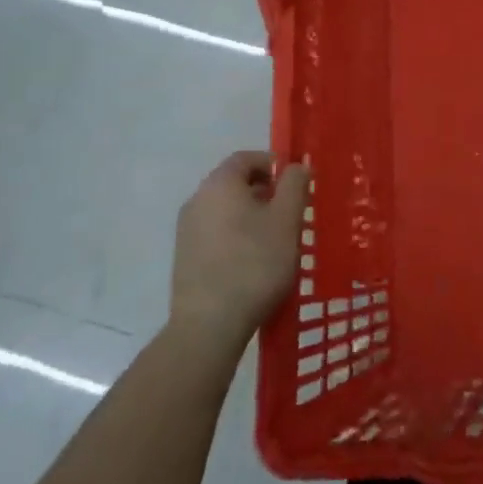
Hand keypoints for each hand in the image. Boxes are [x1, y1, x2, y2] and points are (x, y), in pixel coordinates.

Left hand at [169, 151, 309, 351]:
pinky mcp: (184, 257)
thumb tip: (297, 166)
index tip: (296, 184)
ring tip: (275, 240)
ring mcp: (186, 230)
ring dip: (251, 216)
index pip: (247, 158)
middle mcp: (197, 199)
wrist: (209, 326)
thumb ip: (295, 185)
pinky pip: (215, 233)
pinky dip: (236, 236)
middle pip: (235, 183)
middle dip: (265, 192)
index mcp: (220, 183)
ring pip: (225, 210)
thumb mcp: (287, 220)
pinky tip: (253, 262)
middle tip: (290, 213)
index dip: (274, 164)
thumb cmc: (254, 263)